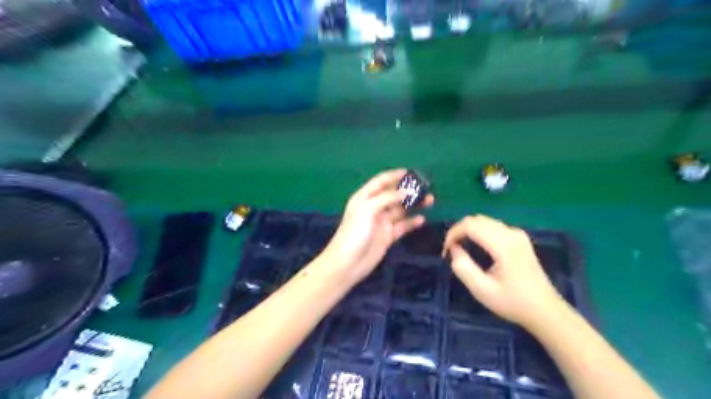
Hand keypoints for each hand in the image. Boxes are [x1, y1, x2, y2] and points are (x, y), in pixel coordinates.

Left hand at [322, 168, 433, 282]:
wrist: (348, 263)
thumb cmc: (354, 232)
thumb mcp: (368, 209)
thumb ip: (387, 198)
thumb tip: (406, 191)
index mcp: (364, 197)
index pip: (380, 182)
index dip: (393, 176)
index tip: (409, 172)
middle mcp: (374, 207)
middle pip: (393, 195)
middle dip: (408, 190)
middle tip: (425, 187)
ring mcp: (382, 222)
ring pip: (400, 210)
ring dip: (413, 205)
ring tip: (430, 200)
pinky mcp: (388, 236)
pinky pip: (402, 226)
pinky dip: (412, 222)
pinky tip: (422, 219)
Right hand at [442, 216, 567, 326]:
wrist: (546, 311)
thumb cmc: (513, 302)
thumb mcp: (482, 290)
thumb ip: (463, 268)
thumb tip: (454, 250)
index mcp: (503, 244)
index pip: (470, 225)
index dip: (453, 234)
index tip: (446, 251)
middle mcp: (511, 233)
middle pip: (477, 219)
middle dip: (459, 230)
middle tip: (450, 250)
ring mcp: (517, 234)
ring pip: (485, 221)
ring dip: (468, 230)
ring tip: (460, 248)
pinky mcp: (519, 238)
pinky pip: (493, 226)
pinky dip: (479, 232)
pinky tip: (476, 247)